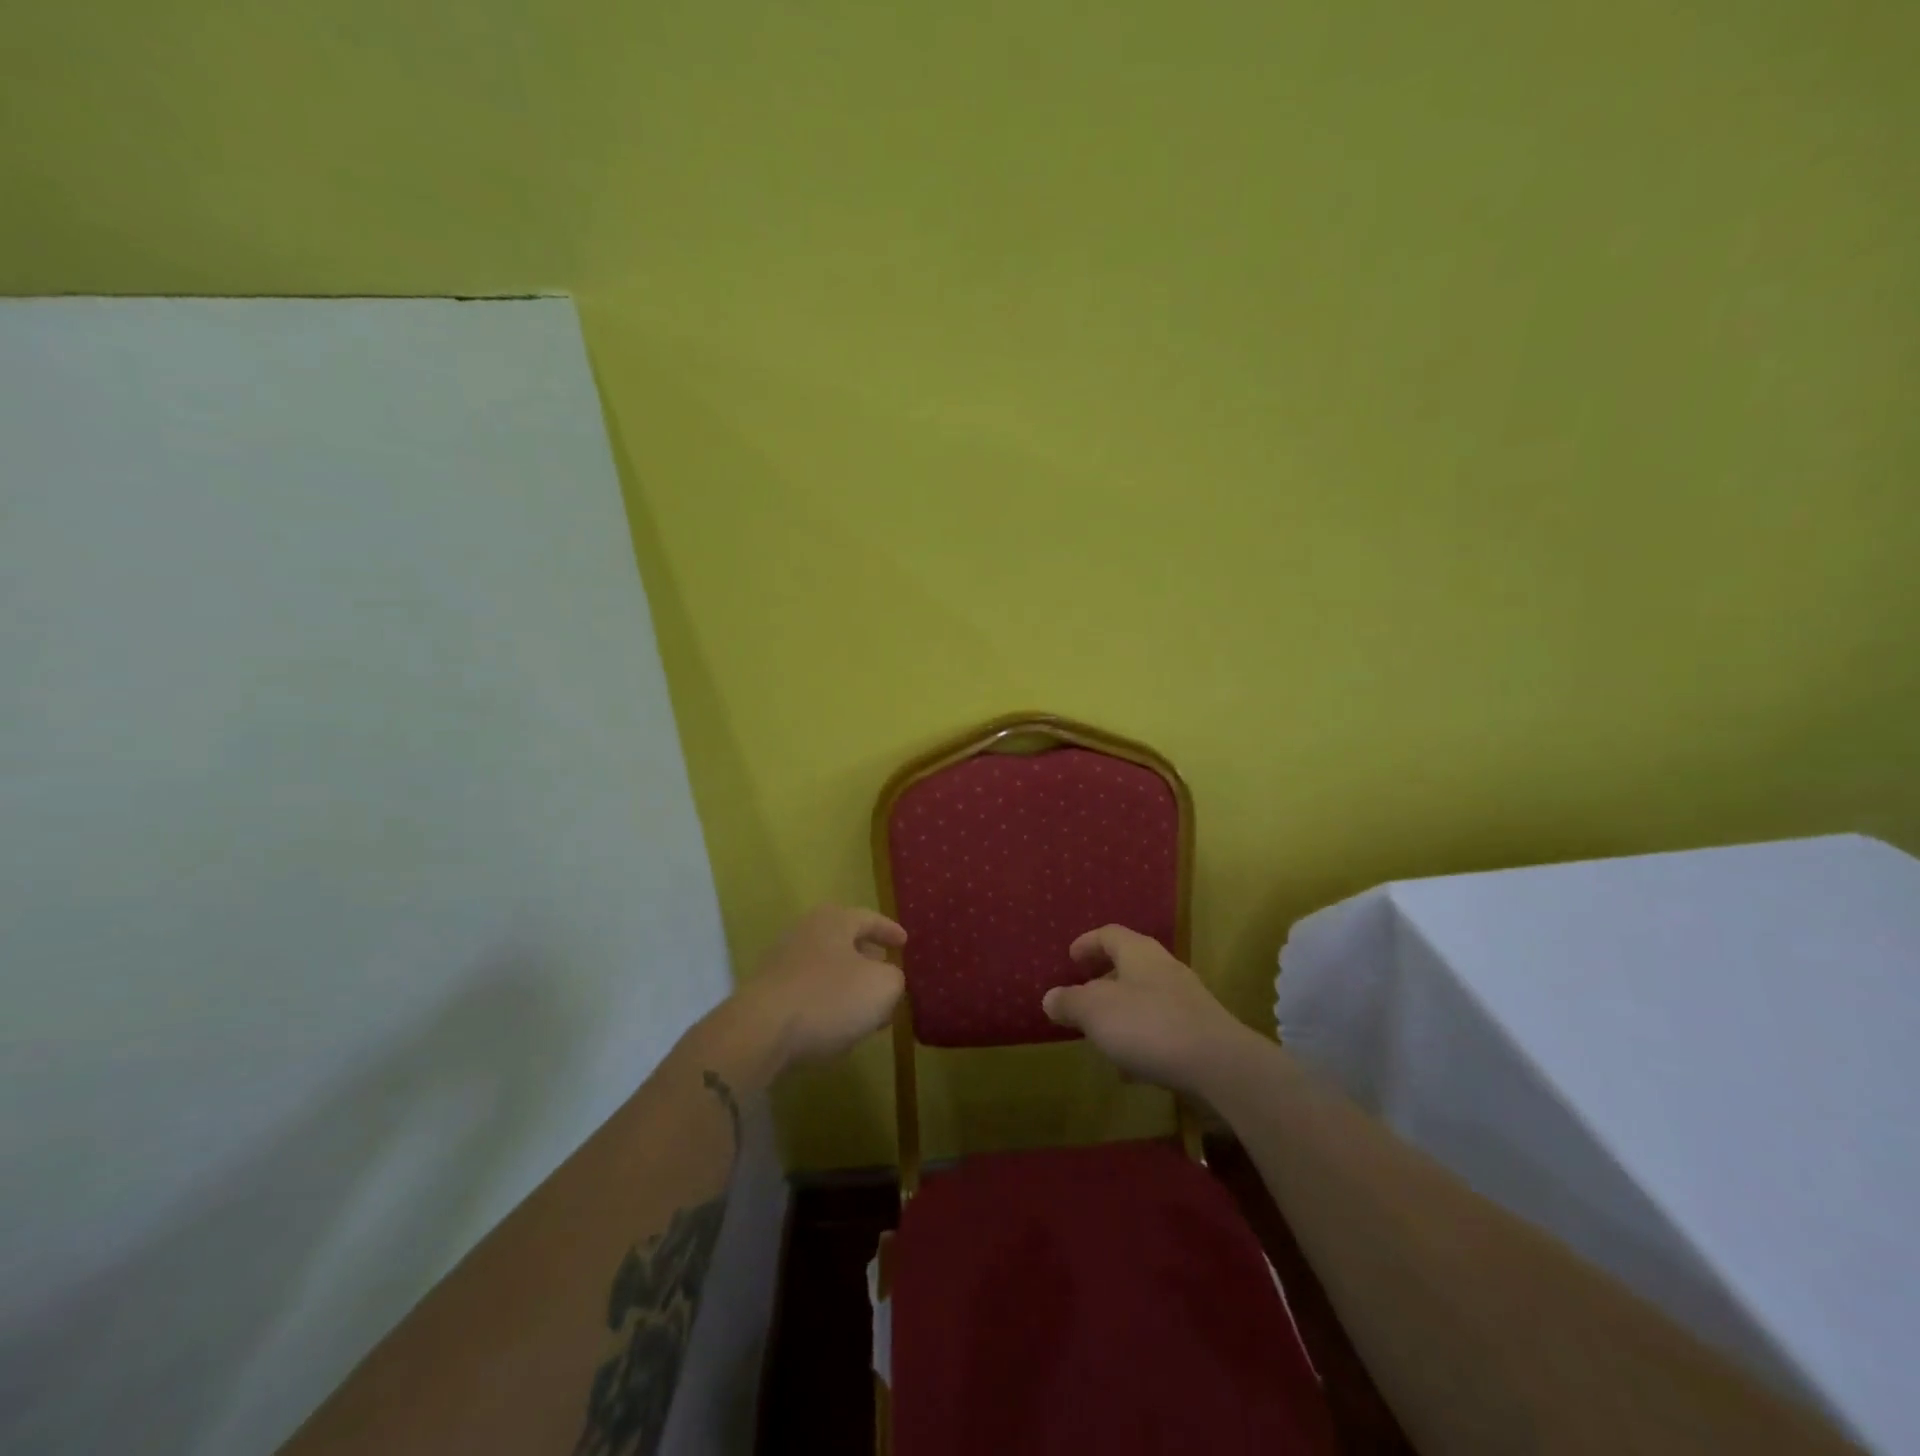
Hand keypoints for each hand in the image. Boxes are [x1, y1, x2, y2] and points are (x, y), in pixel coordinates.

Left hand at [735, 905, 906, 1068]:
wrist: (760, 1032)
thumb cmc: (829, 998)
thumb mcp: (882, 987)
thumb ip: (894, 978)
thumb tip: (887, 978)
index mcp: (834, 920)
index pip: (869, 919)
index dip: (889, 931)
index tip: (904, 942)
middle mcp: (805, 932)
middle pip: (844, 941)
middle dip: (868, 959)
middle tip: (886, 974)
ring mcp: (781, 961)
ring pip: (826, 968)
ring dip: (848, 986)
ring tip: (866, 1009)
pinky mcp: (767, 992)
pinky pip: (808, 991)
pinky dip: (827, 1003)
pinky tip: (837, 1026)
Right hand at [1041, 925, 1248, 1093]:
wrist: (1220, 1065)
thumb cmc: (1148, 1025)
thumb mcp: (1095, 1011)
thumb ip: (1070, 1002)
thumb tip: (1051, 997)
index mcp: (1138, 952)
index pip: (1109, 934)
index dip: (1087, 943)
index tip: (1071, 958)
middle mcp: (1164, 968)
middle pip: (1129, 964)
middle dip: (1104, 979)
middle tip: (1083, 996)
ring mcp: (1187, 1000)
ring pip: (1145, 997)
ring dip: (1122, 1011)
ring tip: (1103, 1035)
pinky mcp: (1200, 1032)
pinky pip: (1162, 1027)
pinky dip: (1142, 1039)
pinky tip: (1132, 1067)